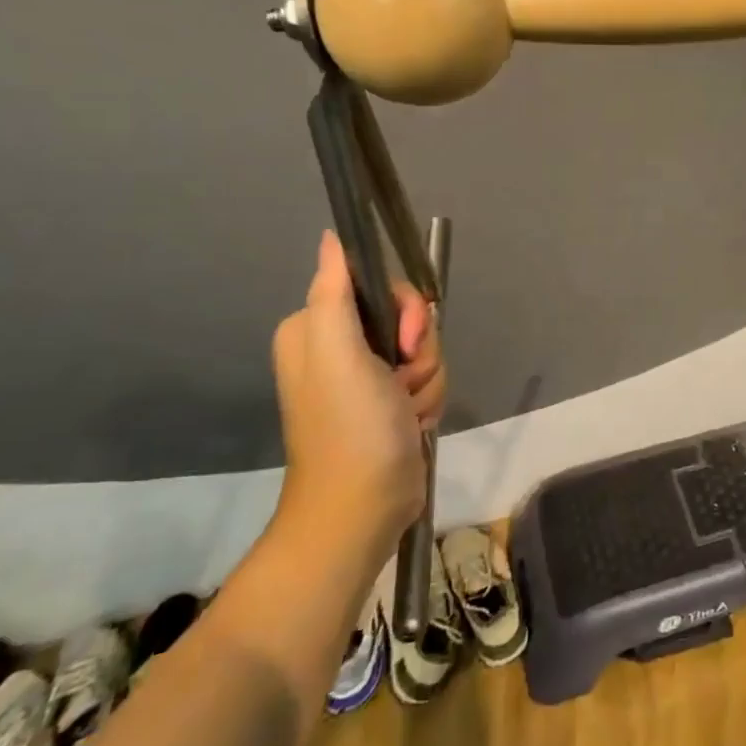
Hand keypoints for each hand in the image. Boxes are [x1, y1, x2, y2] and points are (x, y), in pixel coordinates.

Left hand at [270, 231, 444, 551]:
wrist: (363, 508)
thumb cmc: (350, 427)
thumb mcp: (338, 354)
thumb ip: (335, 292)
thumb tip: (331, 237)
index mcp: (317, 328)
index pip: (378, 286)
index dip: (405, 310)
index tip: (405, 342)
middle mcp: (339, 348)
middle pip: (407, 317)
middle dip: (420, 349)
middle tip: (404, 380)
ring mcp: (366, 377)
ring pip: (423, 349)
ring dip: (428, 378)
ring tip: (408, 410)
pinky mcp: (390, 402)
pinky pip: (427, 376)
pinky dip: (428, 398)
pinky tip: (413, 423)